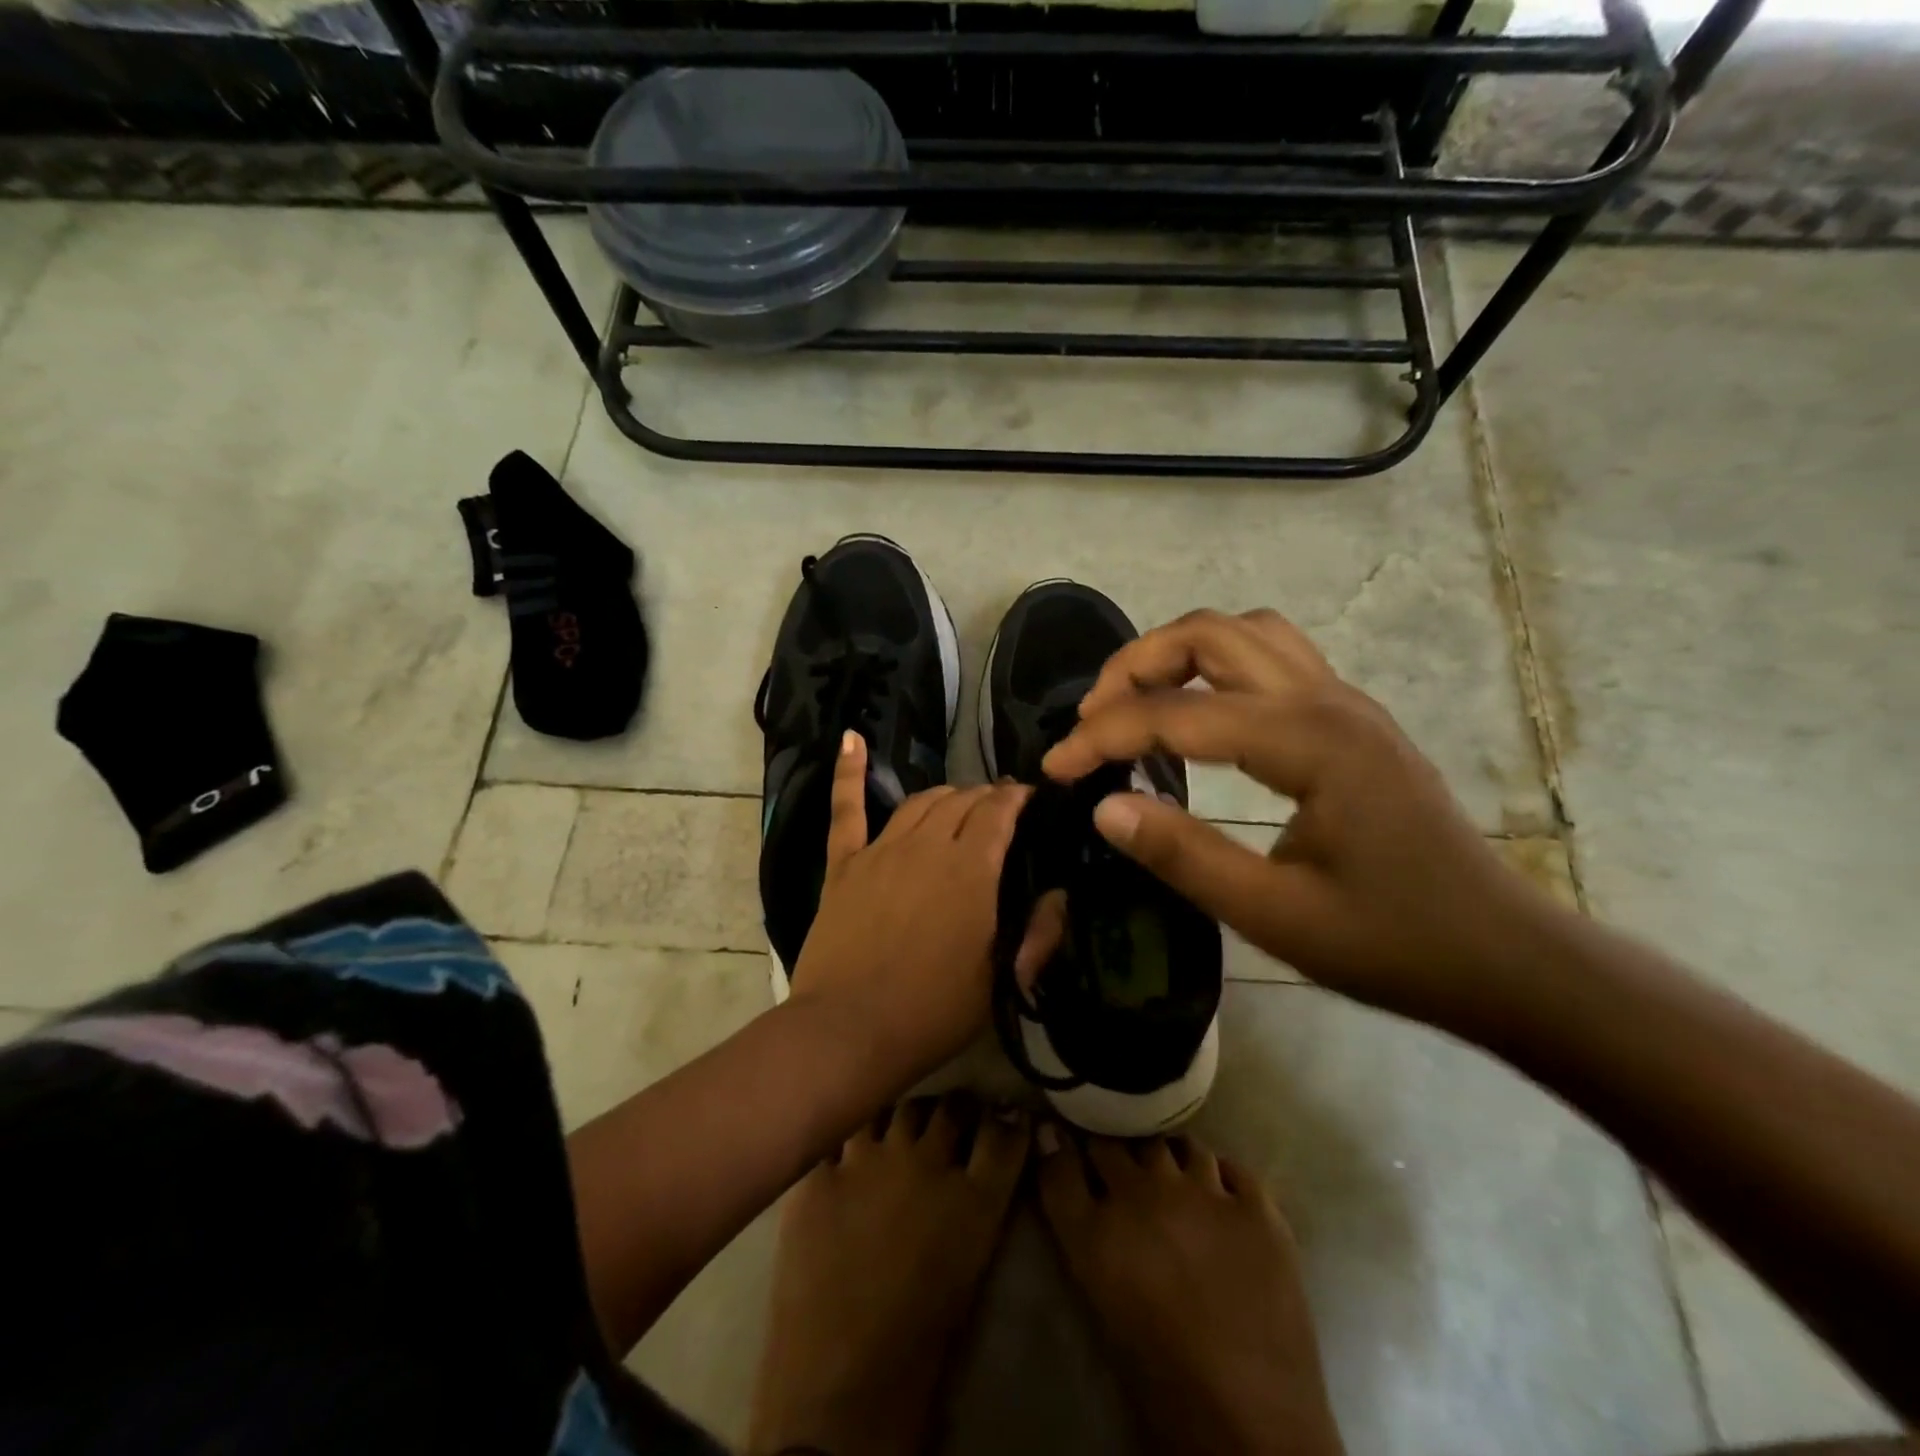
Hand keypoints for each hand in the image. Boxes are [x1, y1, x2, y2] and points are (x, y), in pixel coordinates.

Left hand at [791, 732, 1032, 1082]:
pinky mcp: (844, 864)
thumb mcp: (1002, 980)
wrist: (850, 1031)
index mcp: (971, 871)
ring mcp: (881, 850)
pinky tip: (851, 739)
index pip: (1000, 813)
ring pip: (919, 801)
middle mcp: (928, 846)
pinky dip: (848, 772)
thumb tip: (1059, 895)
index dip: (1017, 797)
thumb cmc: (934, 1011)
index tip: (1031, 795)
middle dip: (986, 795)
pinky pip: (846, 810)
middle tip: (1000, 804)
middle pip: (961, 801)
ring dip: (944, 793)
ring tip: (959, 798)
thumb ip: (1038, 933)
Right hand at [1040, 609, 1560, 1027]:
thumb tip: (1104, 807)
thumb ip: (1183, 856)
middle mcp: (1326, 700)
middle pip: (1210, 634)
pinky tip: (1196, 712)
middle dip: (1135, 665)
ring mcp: (1344, 701)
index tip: (1054, 769)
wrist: (1502, 955)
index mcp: (1309, 742)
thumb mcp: (1274, 916)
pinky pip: (1270, 656)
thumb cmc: (1391, 942)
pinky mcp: (1350, 718)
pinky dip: (1215, 666)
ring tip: (1134, 702)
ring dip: (1177, 653)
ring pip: (1243, 633)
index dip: (1103, 736)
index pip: (1177, 713)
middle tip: (1092, 719)